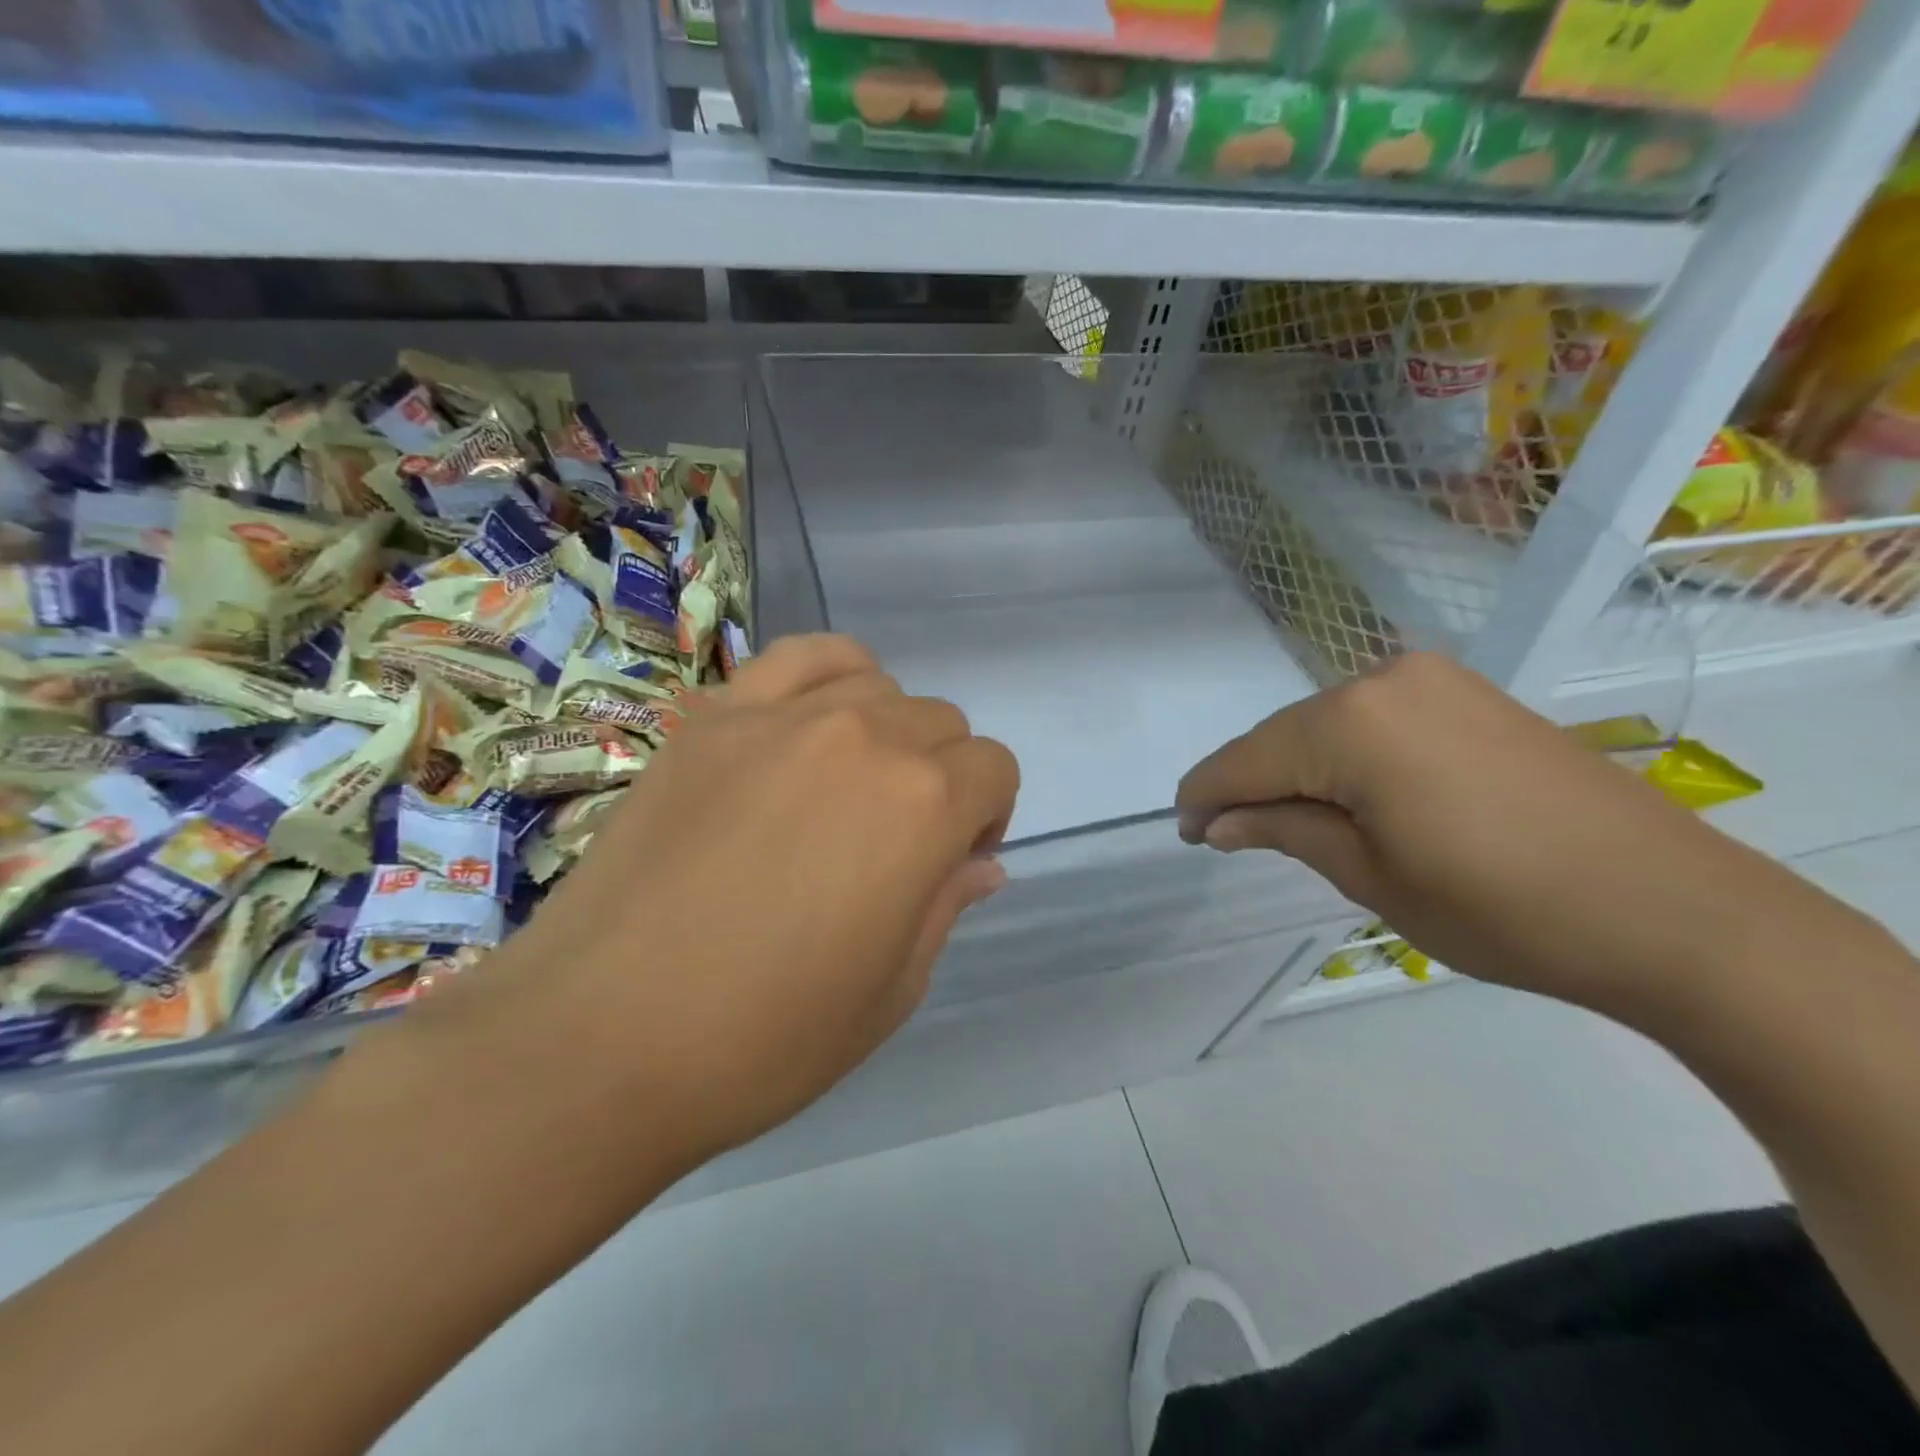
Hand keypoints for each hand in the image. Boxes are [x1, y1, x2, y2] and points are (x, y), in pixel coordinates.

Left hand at [432, 635, 1018, 1173]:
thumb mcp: (891, 991)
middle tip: (895, 841)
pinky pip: (797, 659)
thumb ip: (945, 906)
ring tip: (848, 788)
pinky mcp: (714, 719)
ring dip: (888, 731)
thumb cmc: (766, 1037)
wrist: (599, 1040)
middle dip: (942, 777)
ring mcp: (782, 718)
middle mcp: (866, 738)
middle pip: (941, 722)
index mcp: (924, 806)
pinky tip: (811, 724)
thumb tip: (979, 864)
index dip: (987, 816)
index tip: (950, 863)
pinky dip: (828, 678)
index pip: (994, 769)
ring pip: (878, 687)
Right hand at [1175, 653, 1834, 1013]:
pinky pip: (1374, 719)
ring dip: (1296, 769)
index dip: (1205, 797)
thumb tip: (1218, 822)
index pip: (1245, 759)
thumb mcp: (1369, 876)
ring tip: (1285, 821)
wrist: (1674, 910)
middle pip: (1283, 735)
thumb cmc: (1500, 908)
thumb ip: (1283, 830)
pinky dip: (1344, 755)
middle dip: (1249, 783)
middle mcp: (1384, 680)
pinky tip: (1346, 793)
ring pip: (1326, 725)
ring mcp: (1433, 680)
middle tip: (1227, 834)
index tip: (1183, 831)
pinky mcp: (1468, 694)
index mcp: (1350, 725)